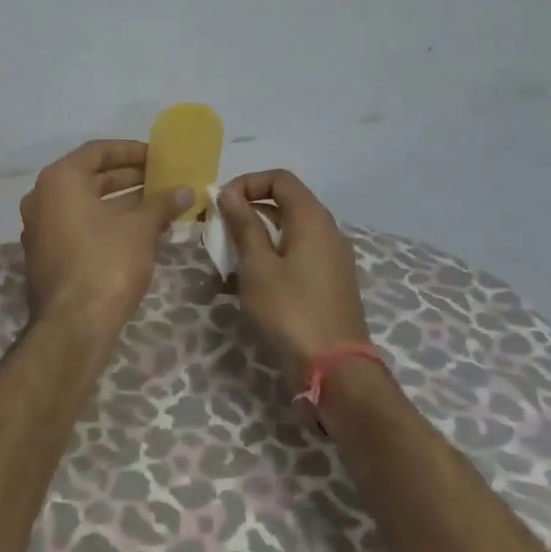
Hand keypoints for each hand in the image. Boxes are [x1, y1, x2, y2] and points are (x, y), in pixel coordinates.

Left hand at [20, 140, 190, 342]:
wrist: (72, 327)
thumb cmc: (105, 263)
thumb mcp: (140, 229)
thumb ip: (161, 203)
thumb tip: (185, 190)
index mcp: (59, 180)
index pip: (98, 151)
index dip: (131, 151)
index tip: (158, 156)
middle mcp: (43, 198)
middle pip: (90, 177)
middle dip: (129, 178)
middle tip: (162, 179)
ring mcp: (41, 228)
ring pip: (86, 204)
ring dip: (122, 203)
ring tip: (159, 205)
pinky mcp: (47, 255)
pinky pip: (80, 226)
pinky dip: (107, 224)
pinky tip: (140, 232)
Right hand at [218, 169, 369, 394]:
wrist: (335, 372)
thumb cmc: (290, 311)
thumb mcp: (257, 266)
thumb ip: (243, 225)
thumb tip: (230, 194)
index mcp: (312, 219)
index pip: (280, 179)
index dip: (247, 183)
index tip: (221, 204)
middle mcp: (326, 232)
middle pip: (282, 205)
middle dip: (245, 214)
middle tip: (216, 234)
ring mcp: (330, 260)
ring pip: (285, 235)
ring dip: (252, 242)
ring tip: (222, 266)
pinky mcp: (327, 284)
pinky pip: (293, 259)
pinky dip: (267, 263)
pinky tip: (240, 288)